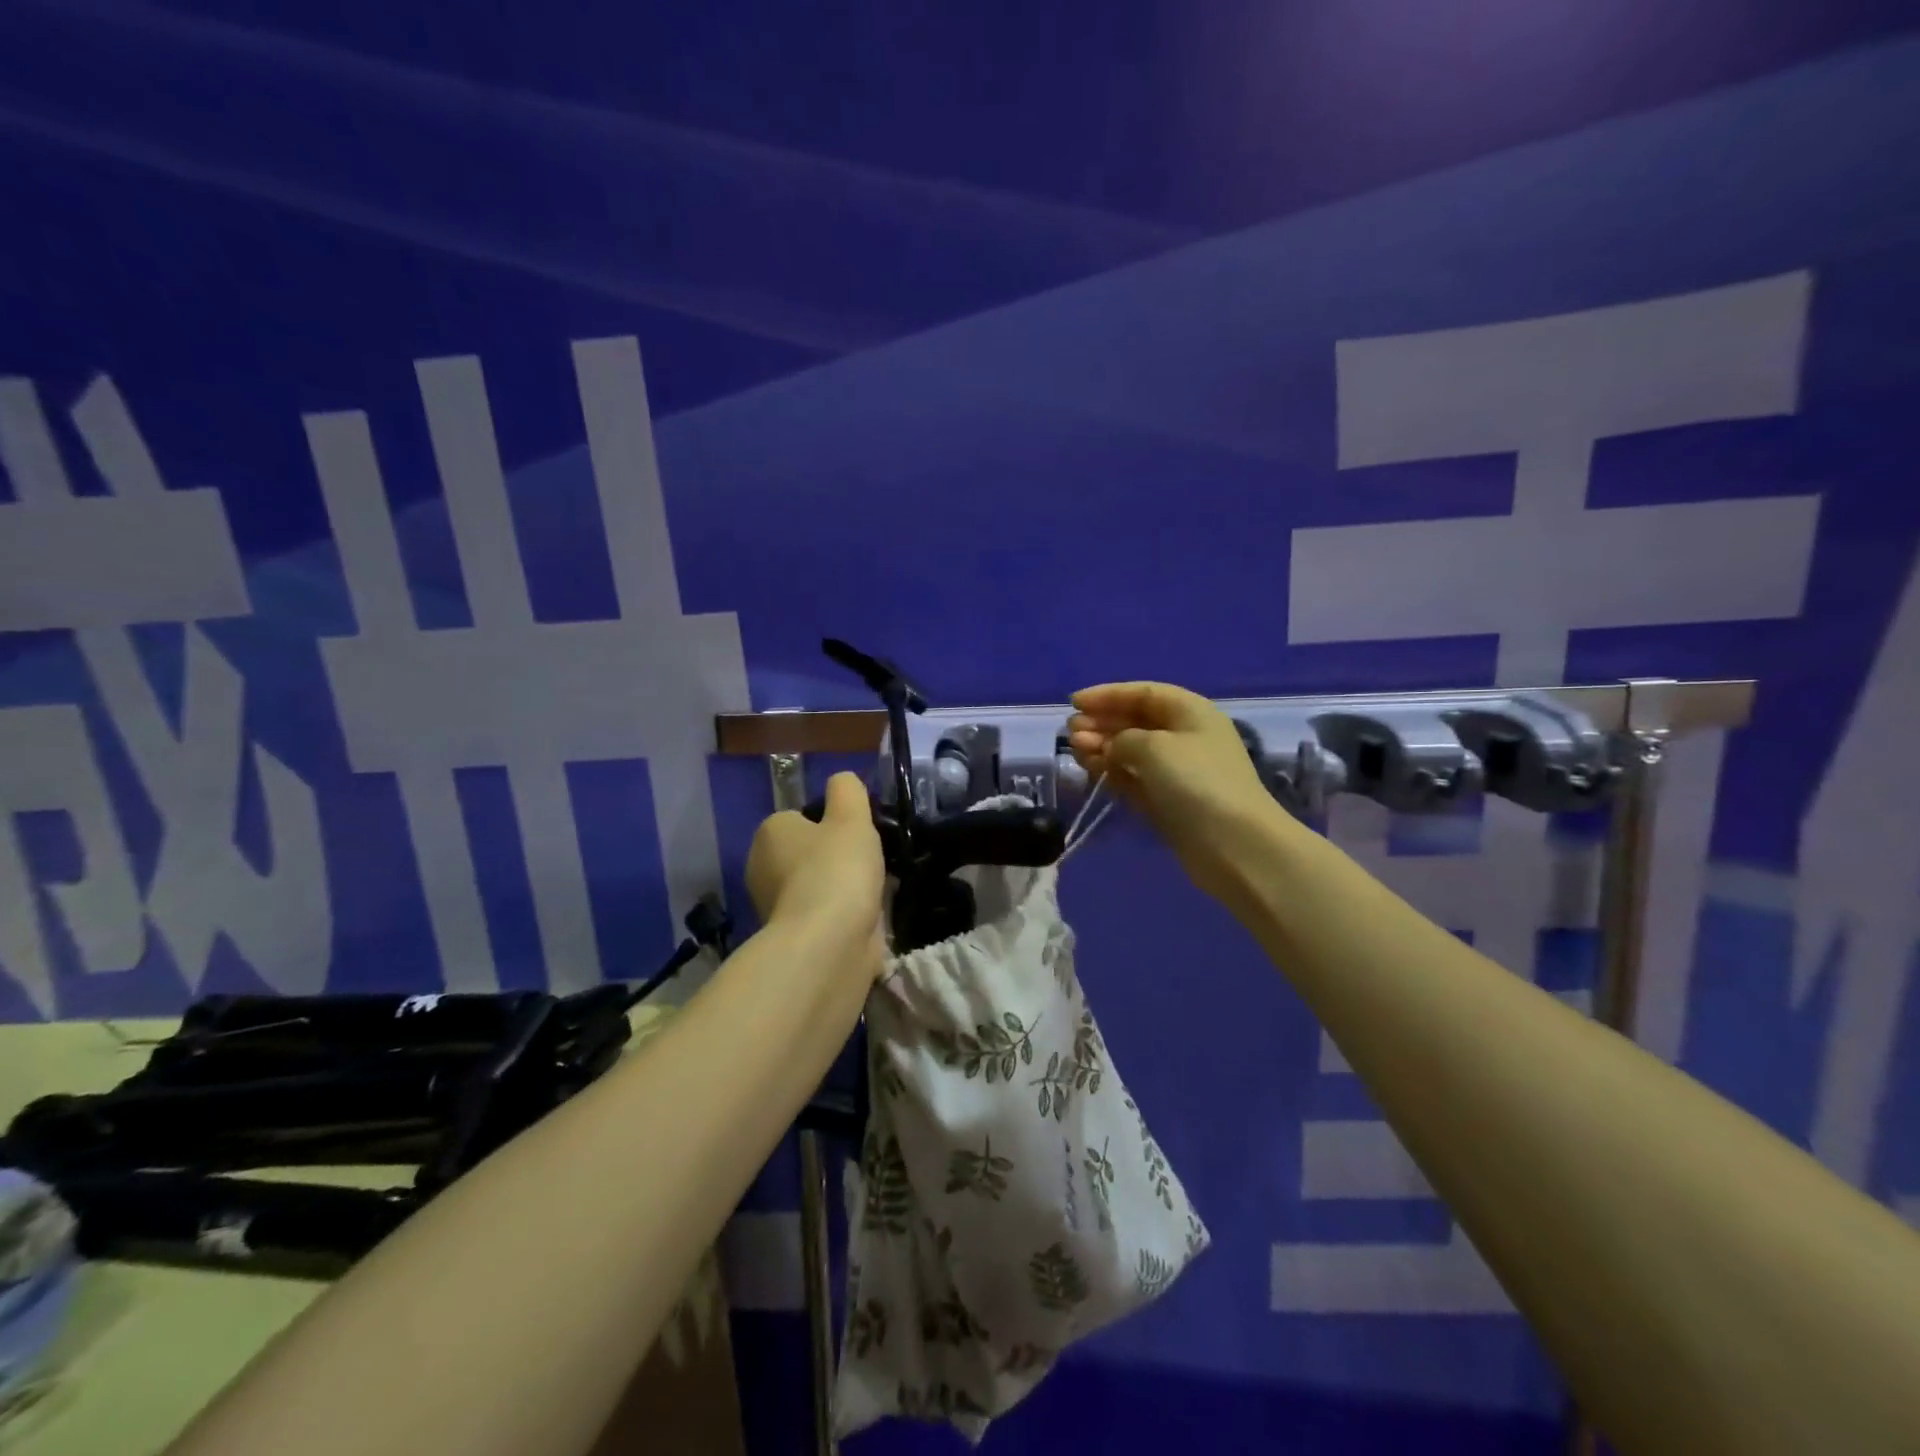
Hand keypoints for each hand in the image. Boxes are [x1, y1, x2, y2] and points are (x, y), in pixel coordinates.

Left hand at [746, 772, 886, 977]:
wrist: (829, 943)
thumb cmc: (836, 869)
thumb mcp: (850, 815)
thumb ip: (847, 790)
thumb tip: (843, 782)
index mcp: (769, 833)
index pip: (801, 817)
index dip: (832, 822)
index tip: (857, 833)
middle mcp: (762, 868)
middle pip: (809, 852)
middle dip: (838, 857)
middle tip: (868, 861)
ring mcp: (776, 907)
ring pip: (819, 884)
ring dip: (844, 887)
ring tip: (875, 889)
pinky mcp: (794, 938)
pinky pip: (825, 914)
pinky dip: (844, 914)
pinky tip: (868, 916)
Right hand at [1068, 682, 1282, 902]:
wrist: (1234, 845)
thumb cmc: (1196, 782)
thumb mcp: (1154, 747)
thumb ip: (1122, 738)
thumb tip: (1112, 747)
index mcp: (1190, 711)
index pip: (1143, 693)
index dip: (1108, 695)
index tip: (1074, 702)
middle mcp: (1185, 736)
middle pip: (1136, 721)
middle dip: (1102, 723)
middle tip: (1070, 732)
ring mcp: (1178, 772)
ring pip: (1132, 751)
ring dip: (1103, 747)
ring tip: (1076, 751)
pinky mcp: (1169, 802)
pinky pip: (1135, 778)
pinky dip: (1113, 772)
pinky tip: (1092, 770)